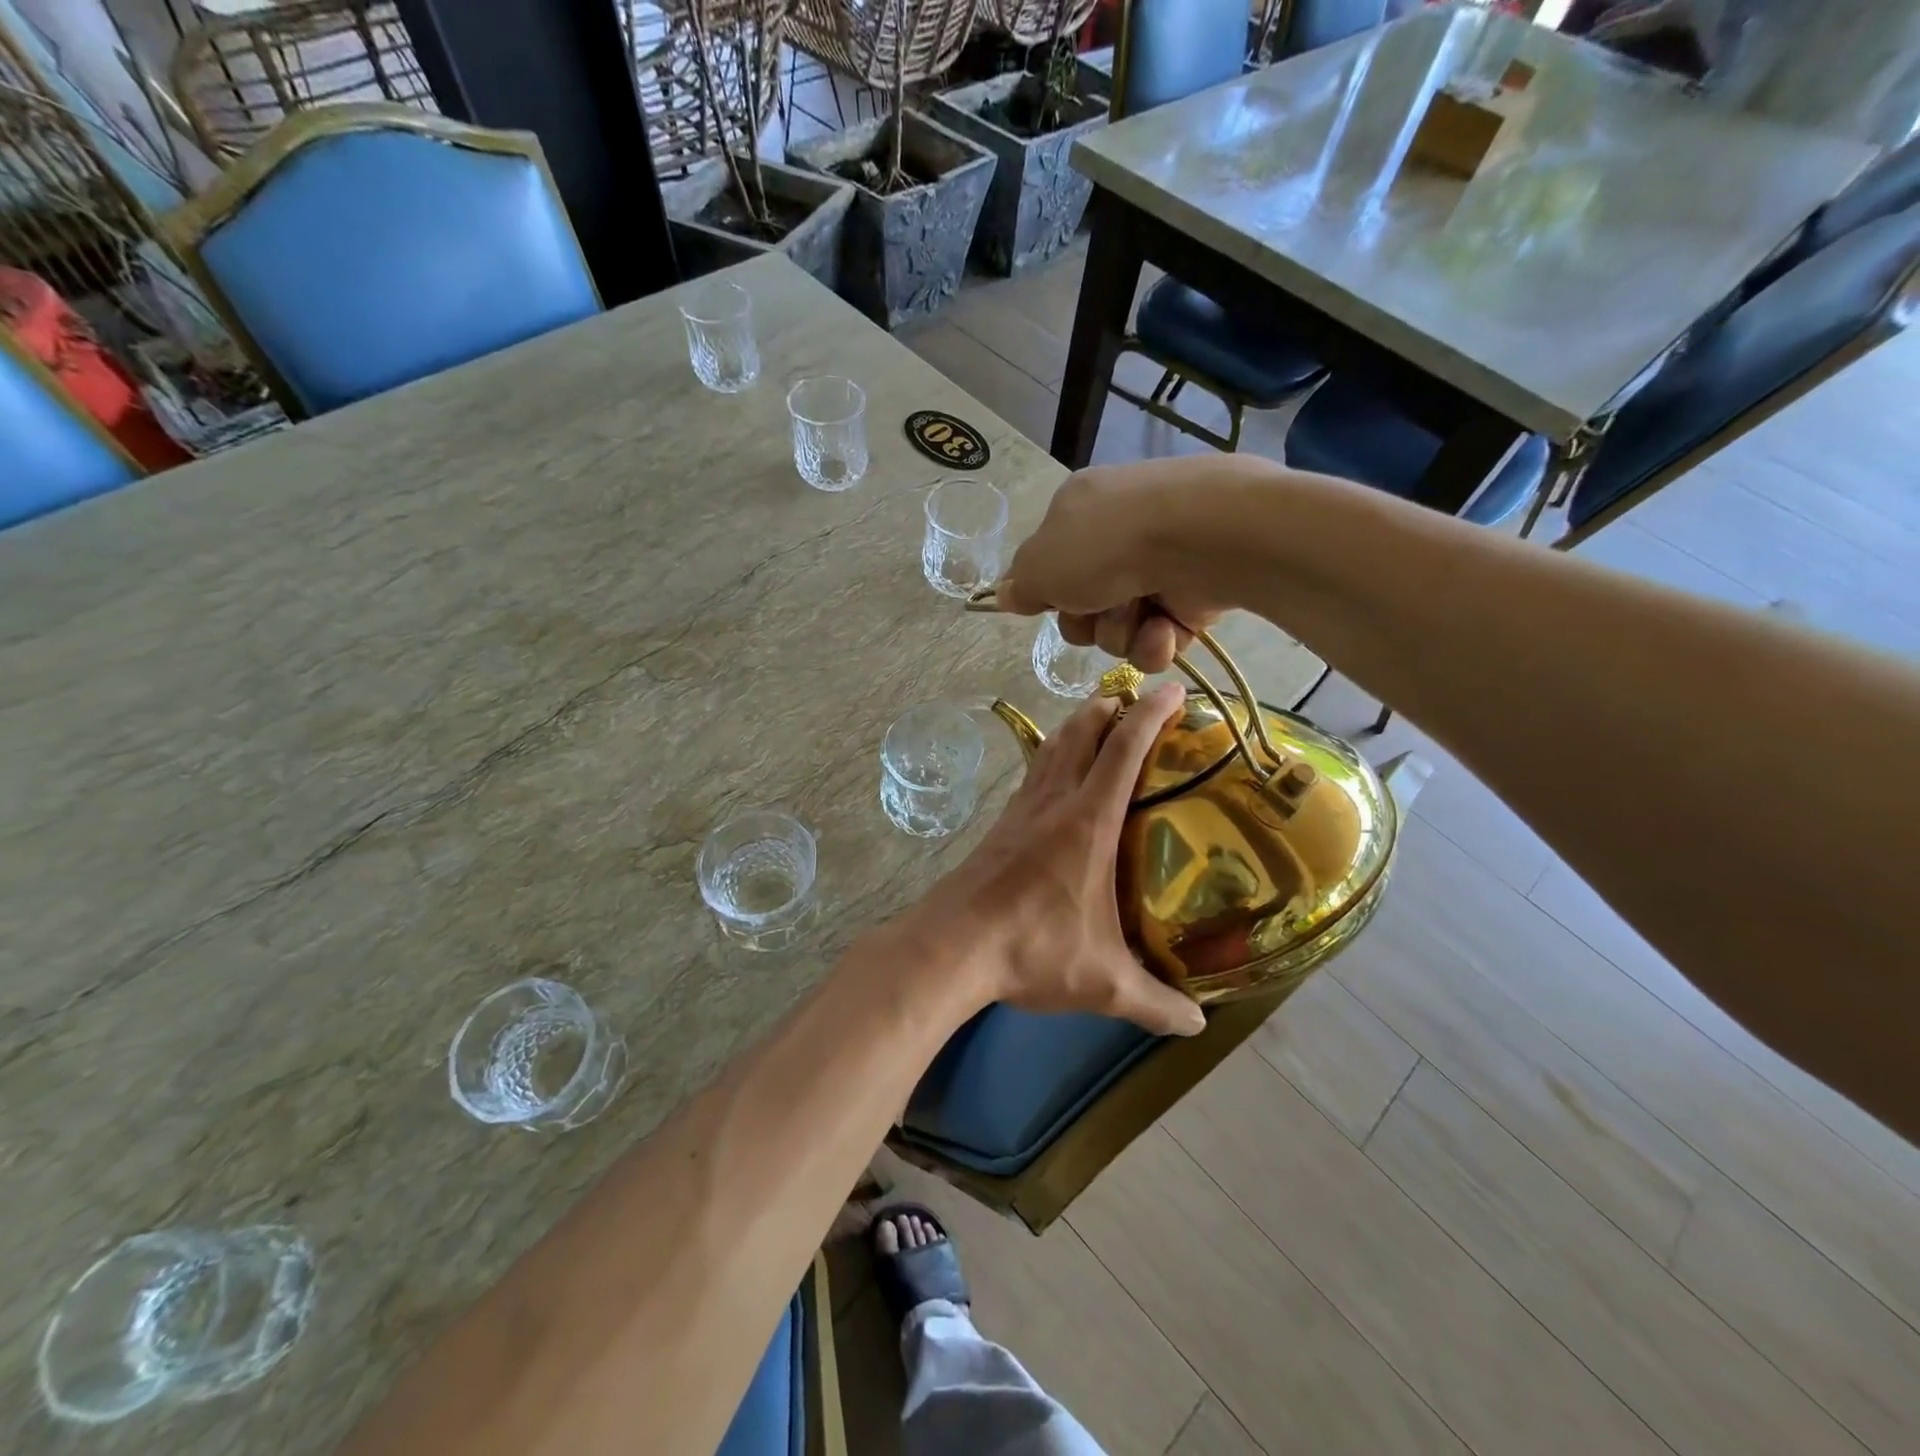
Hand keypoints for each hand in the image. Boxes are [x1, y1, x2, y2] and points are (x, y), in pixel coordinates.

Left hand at [907, 685, 1204, 1037]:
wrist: (952, 946)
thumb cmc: (1032, 951)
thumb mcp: (1103, 983)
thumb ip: (1154, 1002)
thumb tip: (1198, 1025)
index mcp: (1088, 822)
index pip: (1124, 750)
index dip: (1150, 713)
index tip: (1171, 688)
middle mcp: (1054, 803)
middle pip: (1082, 733)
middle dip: (1110, 707)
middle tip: (1135, 701)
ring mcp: (1021, 810)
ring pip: (1051, 748)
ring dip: (1077, 726)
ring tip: (1098, 722)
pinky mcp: (999, 826)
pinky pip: (1032, 774)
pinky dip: (1050, 757)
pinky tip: (1054, 775)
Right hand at [993, 460, 1237, 671]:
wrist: (1198, 538)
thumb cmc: (1105, 545)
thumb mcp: (1040, 565)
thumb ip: (1020, 586)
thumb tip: (1006, 594)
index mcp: (1078, 512)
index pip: (1050, 564)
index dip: (1046, 592)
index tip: (1046, 604)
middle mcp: (1118, 537)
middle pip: (1082, 608)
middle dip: (1084, 621)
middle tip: (1094, 607)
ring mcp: (1158, 567)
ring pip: (1118, 629)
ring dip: (1120, 632)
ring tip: (1138, 611)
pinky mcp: (1193, 598)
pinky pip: (1158, 641)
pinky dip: (1156, 641)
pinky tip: (1163, 626)